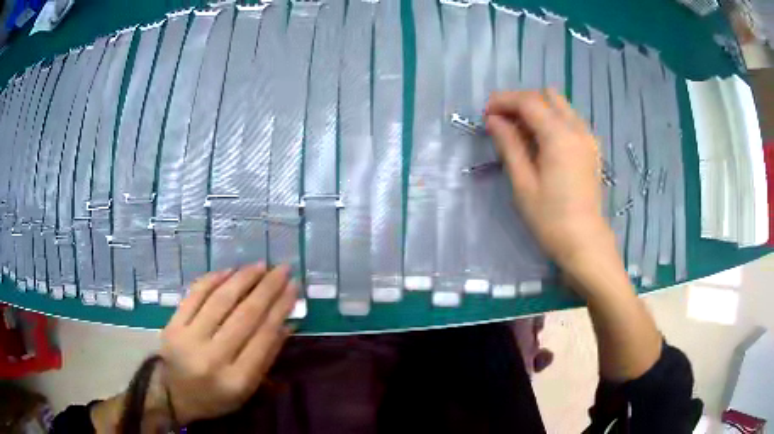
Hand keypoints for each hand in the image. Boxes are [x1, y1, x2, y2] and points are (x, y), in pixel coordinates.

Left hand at [158, 263, 296, 423]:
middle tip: (282, 269)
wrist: (173, 395)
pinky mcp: (173, 325)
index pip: (263, 338)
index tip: (294, 288)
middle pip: (244, 316)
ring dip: (243, 279)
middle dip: (267, 289)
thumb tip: (287, 323)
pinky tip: (230, 271)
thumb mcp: (247, 389)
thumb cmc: (216, 396)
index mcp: (236, 381)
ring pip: (220, 301)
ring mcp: (189, 339)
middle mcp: (212, 359)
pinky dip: (213, 279)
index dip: (280, 309)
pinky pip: (195, 295)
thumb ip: (266, 358)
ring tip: (260, 266)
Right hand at [484, 90, 615, 283]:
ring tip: (519, 131)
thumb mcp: (523, 183)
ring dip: (537, 109)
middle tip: (502, 121)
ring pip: (560, 105)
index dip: (503, 101)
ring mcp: (588, 138)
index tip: (486, 113)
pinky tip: (540, 141)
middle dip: (521, 101)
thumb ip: (509, 145)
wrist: (585, 242)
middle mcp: (577, 129)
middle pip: (546, 96)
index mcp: (559, 136)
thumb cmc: (550, 219)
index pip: (528, 102)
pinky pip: (569, 120)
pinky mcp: (591, 148)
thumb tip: (494, 121)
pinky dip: (551, 120)